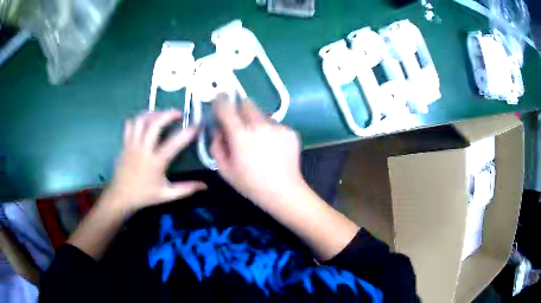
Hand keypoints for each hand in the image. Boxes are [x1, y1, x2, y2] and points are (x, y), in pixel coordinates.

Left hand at [106, 109, 206, 213]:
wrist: (121, 196)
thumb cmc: (145, 195)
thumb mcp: (167, 195)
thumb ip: (186, 189)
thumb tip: (205, 186)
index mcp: (156, 162)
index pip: (174, 142)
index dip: (188, 132)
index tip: (197, 125)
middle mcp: (144, 149)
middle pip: (155, 123)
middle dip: (169, 114)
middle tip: (179, 114)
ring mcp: (132, 144)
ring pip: (141, 120)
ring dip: (153, 113)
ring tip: (161, 115)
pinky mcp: (124, 143)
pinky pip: (130, 124)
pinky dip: (138, 119)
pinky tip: (145, 122)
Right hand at [210, 94, 304, 205]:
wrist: (284, 192)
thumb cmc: (251, 184)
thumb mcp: (225, 170)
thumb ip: (216, 146)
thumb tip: (218, 131)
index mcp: (241, 135)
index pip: (227, 108)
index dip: (221, 101)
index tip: (219, 98)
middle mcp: (260, 125)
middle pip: (247, 104)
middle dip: (240, 109)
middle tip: (240, 123)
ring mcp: (278, 127)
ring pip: (262, 114)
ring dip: (256, 121)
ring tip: (259, 141)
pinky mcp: (290, 131)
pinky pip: (275, 124)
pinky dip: (270, 131)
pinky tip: (273, 147)